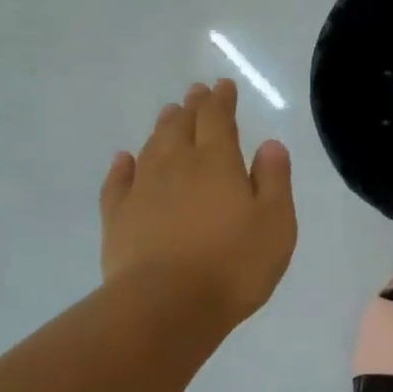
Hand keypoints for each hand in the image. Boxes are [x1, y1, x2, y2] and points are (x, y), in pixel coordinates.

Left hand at [100, 79, 296, 331]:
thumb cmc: (233, 265)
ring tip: (169, 114)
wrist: (165, 306)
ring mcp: (143, 190)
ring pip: (152, 147)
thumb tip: (270, 144)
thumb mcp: (275, 223)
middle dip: (193, 107)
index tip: (224, 85)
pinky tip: (124, 159)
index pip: (218, 118)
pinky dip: (122, 166)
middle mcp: (177, 165)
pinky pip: (118, 182)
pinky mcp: (117, 218)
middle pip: (183, 126)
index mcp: (217, 162)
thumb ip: (274, 180)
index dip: (222, 100)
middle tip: (196, 92)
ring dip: (162, 127)